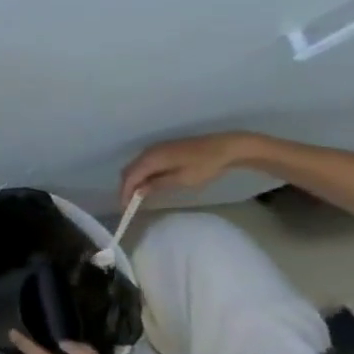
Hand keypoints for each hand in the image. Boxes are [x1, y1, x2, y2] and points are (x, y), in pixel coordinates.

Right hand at [119, 132, 259, 204]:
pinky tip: (149, 182)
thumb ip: (157, 185)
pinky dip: (142, 174)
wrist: (228, 146)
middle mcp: (148, 152)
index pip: (129, 177)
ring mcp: (155, 149)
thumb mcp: (182, 179)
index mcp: (150, 159)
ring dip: (134, 180)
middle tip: (130, 202)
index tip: (125, 207)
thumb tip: (138, 191)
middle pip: (129, 171)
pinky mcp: (163, 149)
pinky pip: (145, 163)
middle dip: (127, 187)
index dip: (125, 193)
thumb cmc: (206, 165)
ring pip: (136, 167)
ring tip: (138, 194)